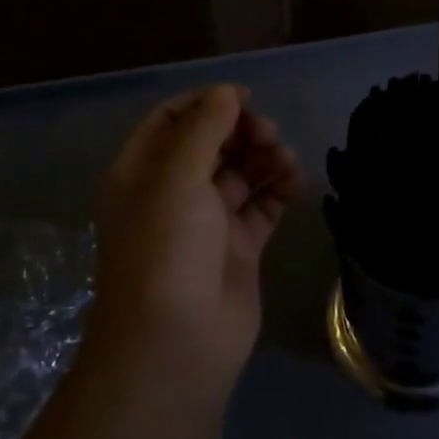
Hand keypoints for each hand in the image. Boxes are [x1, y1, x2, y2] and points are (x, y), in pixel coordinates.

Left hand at [90, 85, 304, 393]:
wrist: (176, 346)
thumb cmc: (166, 250)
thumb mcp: (177, 177)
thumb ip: (205, 127)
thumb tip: (228, 91)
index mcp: (142, 172)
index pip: (172, 119)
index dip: (207, 103)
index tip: (244, 98)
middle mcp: (172, 192)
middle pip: (212, 142)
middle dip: (242, 130)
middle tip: (269, 134)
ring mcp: (207, 222)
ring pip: (240, 172)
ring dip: (264, 157)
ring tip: (285, 159)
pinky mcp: (238, 247)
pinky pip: (262, 205)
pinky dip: (279, 188)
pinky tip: (295, 180)